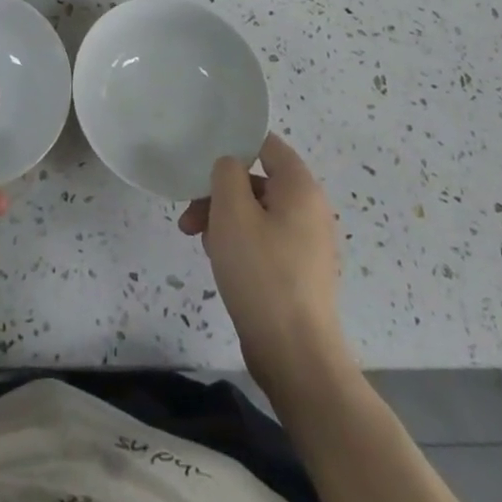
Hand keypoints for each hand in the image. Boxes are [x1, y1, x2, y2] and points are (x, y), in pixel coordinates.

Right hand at [178, 133, 349, 398]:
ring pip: (257, 213)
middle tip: (190, 214)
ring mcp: (307, 244)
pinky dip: (240, 243)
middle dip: (219, 192)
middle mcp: (310, 210)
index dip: (234, 144)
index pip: (266, 144)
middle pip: (257, 181)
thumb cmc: (262, 274)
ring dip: (224, 220)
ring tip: (200, 242)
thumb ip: (226, 173)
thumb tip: (230, 166)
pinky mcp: (299, 273)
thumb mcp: (232, 212)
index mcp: (300, 188)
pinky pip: (265, 241)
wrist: (296, 357)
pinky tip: (219, 263)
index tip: (203, 159)